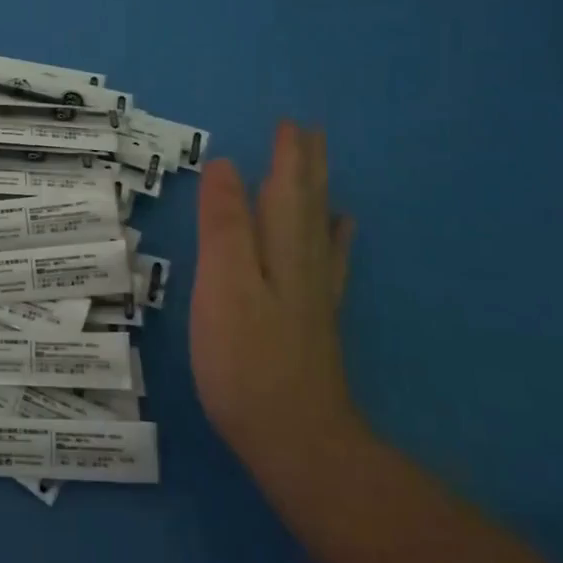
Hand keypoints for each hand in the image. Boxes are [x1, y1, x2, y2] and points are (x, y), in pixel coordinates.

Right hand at [191, 121, 358, 487]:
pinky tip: (339, 235)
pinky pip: (328, 265)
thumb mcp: (223, 284)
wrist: (295, 439)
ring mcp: (313, 296)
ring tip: (322, 171)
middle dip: (306, 168)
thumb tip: (227, 167)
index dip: (286, 157)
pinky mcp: (313, 323)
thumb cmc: (246, 358)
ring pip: (319, 231)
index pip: (285, 190)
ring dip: (318, 196)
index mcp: (280, 251)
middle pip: (307, 205)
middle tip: (309, 133)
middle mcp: (303, 265)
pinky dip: (333, 242)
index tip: (289, 123)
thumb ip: (224, 225)